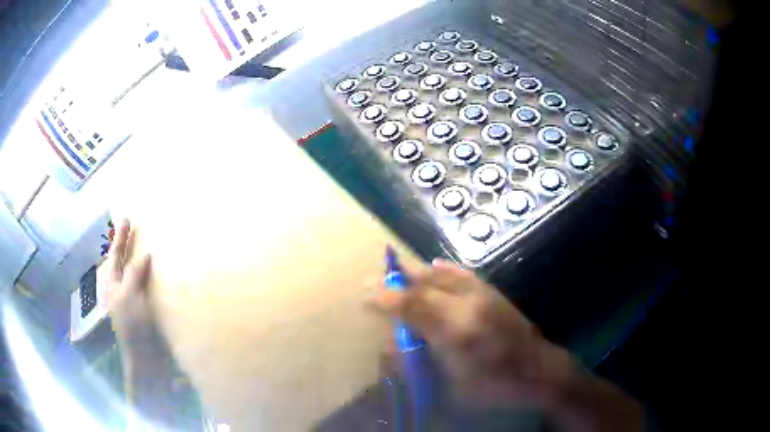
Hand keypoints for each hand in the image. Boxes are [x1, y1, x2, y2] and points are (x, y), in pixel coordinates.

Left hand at [106, 219, 158, 355]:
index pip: (116, 255)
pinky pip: (144, 286)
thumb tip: (145, 254)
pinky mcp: (145, 310)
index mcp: (114, 285)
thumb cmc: (133, 328)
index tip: (127, 218)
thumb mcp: (128, 298)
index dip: (120, 237)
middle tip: (131, 224)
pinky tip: (154, 272)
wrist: (145, 361)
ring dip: (135, 257)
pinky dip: (147, 275)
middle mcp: (121, 290)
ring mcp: (132, 300)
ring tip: (138, 243)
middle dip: (125, 243)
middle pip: (121, 261)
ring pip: (132, 273)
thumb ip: (133, 275)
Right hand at [369, 259, 643, 430]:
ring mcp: (483, 295)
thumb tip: (393, 345)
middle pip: (425, 284)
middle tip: (374, 278)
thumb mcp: (453, 385)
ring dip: (417, 272)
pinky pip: (464, 274)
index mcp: (456, 330)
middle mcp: (468, 305)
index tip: (365, 295)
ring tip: (398, 269)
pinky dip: (445, 269)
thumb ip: (421, 363)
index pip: (413, 306)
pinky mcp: (494, 294)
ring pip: (443, 274)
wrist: (540, 372)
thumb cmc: (496, 387)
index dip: (385, 298)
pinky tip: (436, 266)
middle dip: (396, 280)